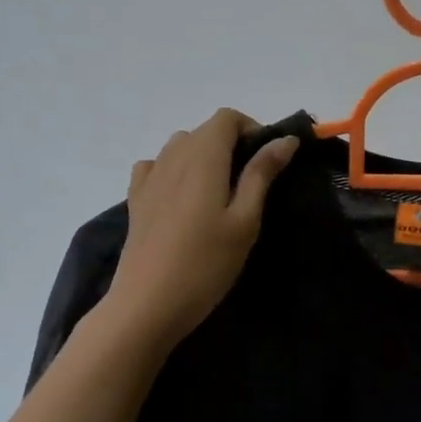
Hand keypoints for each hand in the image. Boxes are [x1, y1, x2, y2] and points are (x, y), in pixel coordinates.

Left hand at [101, 110, 299, 348]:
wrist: (147, 304)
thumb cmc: (206, 263)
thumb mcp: (245, 220)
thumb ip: (262, 174)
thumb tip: (285, 139)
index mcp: (203, 157)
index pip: (227, 117)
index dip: (252, 129)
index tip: (268, 160)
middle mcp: (173, 157)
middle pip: (205, 130)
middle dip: (232, 144)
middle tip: (251, 184)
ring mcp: (149, 177)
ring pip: (180, 146)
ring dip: (204, 157)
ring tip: (219, 193)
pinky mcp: (135, 199)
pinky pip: (157, 166)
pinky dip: (175, 170)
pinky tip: (183, 198)